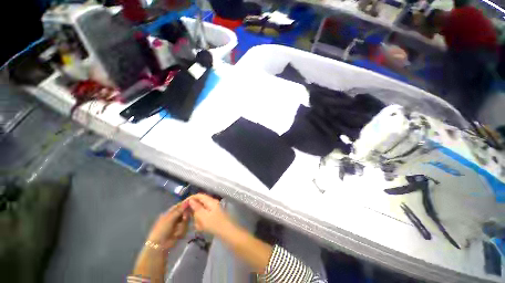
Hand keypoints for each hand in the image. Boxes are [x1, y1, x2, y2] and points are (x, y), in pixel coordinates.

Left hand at [147, 203, 189, 250]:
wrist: (160, 245)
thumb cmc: (162, 229)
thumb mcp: (170, 218)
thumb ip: (179, 210)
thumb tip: (187, 201)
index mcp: (169, 213)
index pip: (179, 206)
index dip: (184, 204)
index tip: (191, 204)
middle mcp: (174, 217)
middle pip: (184, 212)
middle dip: (185, 215)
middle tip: (184, 218)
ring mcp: (177, 224)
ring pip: (185, 219)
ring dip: (182, 225)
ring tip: (177, 230)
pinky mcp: (180, 230)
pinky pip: (185, 227)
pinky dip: (182, 230)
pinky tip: (177, 234)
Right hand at [185, 194, 233, 236]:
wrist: (227, 232)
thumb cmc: (214, 224)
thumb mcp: (203, 216)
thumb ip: (196, 207)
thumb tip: (191, 200)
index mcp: (210, 201)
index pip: (199, 195)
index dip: (190, 199)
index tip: (183, 206)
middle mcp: (212, 203)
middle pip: (199, 203)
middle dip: (194, 211)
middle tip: (190, 219)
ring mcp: (213, 209)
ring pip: (201, 211)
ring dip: (198, 218)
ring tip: (199, 226)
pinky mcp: (214, 216)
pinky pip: (204, 217)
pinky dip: (201, 222)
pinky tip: (202, 228)